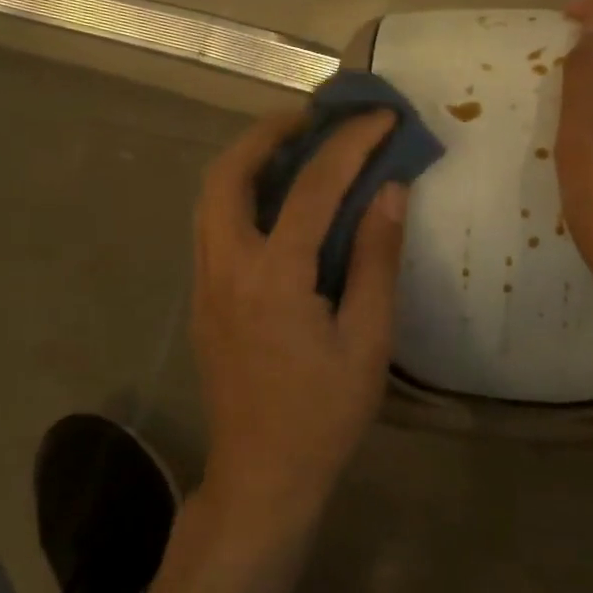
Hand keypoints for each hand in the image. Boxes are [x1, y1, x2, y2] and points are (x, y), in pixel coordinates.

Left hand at [191, 109, 406, 527]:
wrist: (261, 475)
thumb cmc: (323, 415)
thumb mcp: (367, 341)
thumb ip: (376, 260)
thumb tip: (390, 192)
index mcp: (274, 277)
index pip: (313, 187)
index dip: (351, 144)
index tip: (381, 117)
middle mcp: (226, 268)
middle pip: (228, 174)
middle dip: (268, 132)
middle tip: (312, 119)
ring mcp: (205, 284)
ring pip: (210, 198)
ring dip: (247, 160)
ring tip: (293, 148)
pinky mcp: (202, 301)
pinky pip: (212, 225)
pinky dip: (240, 195)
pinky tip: (276, 205)